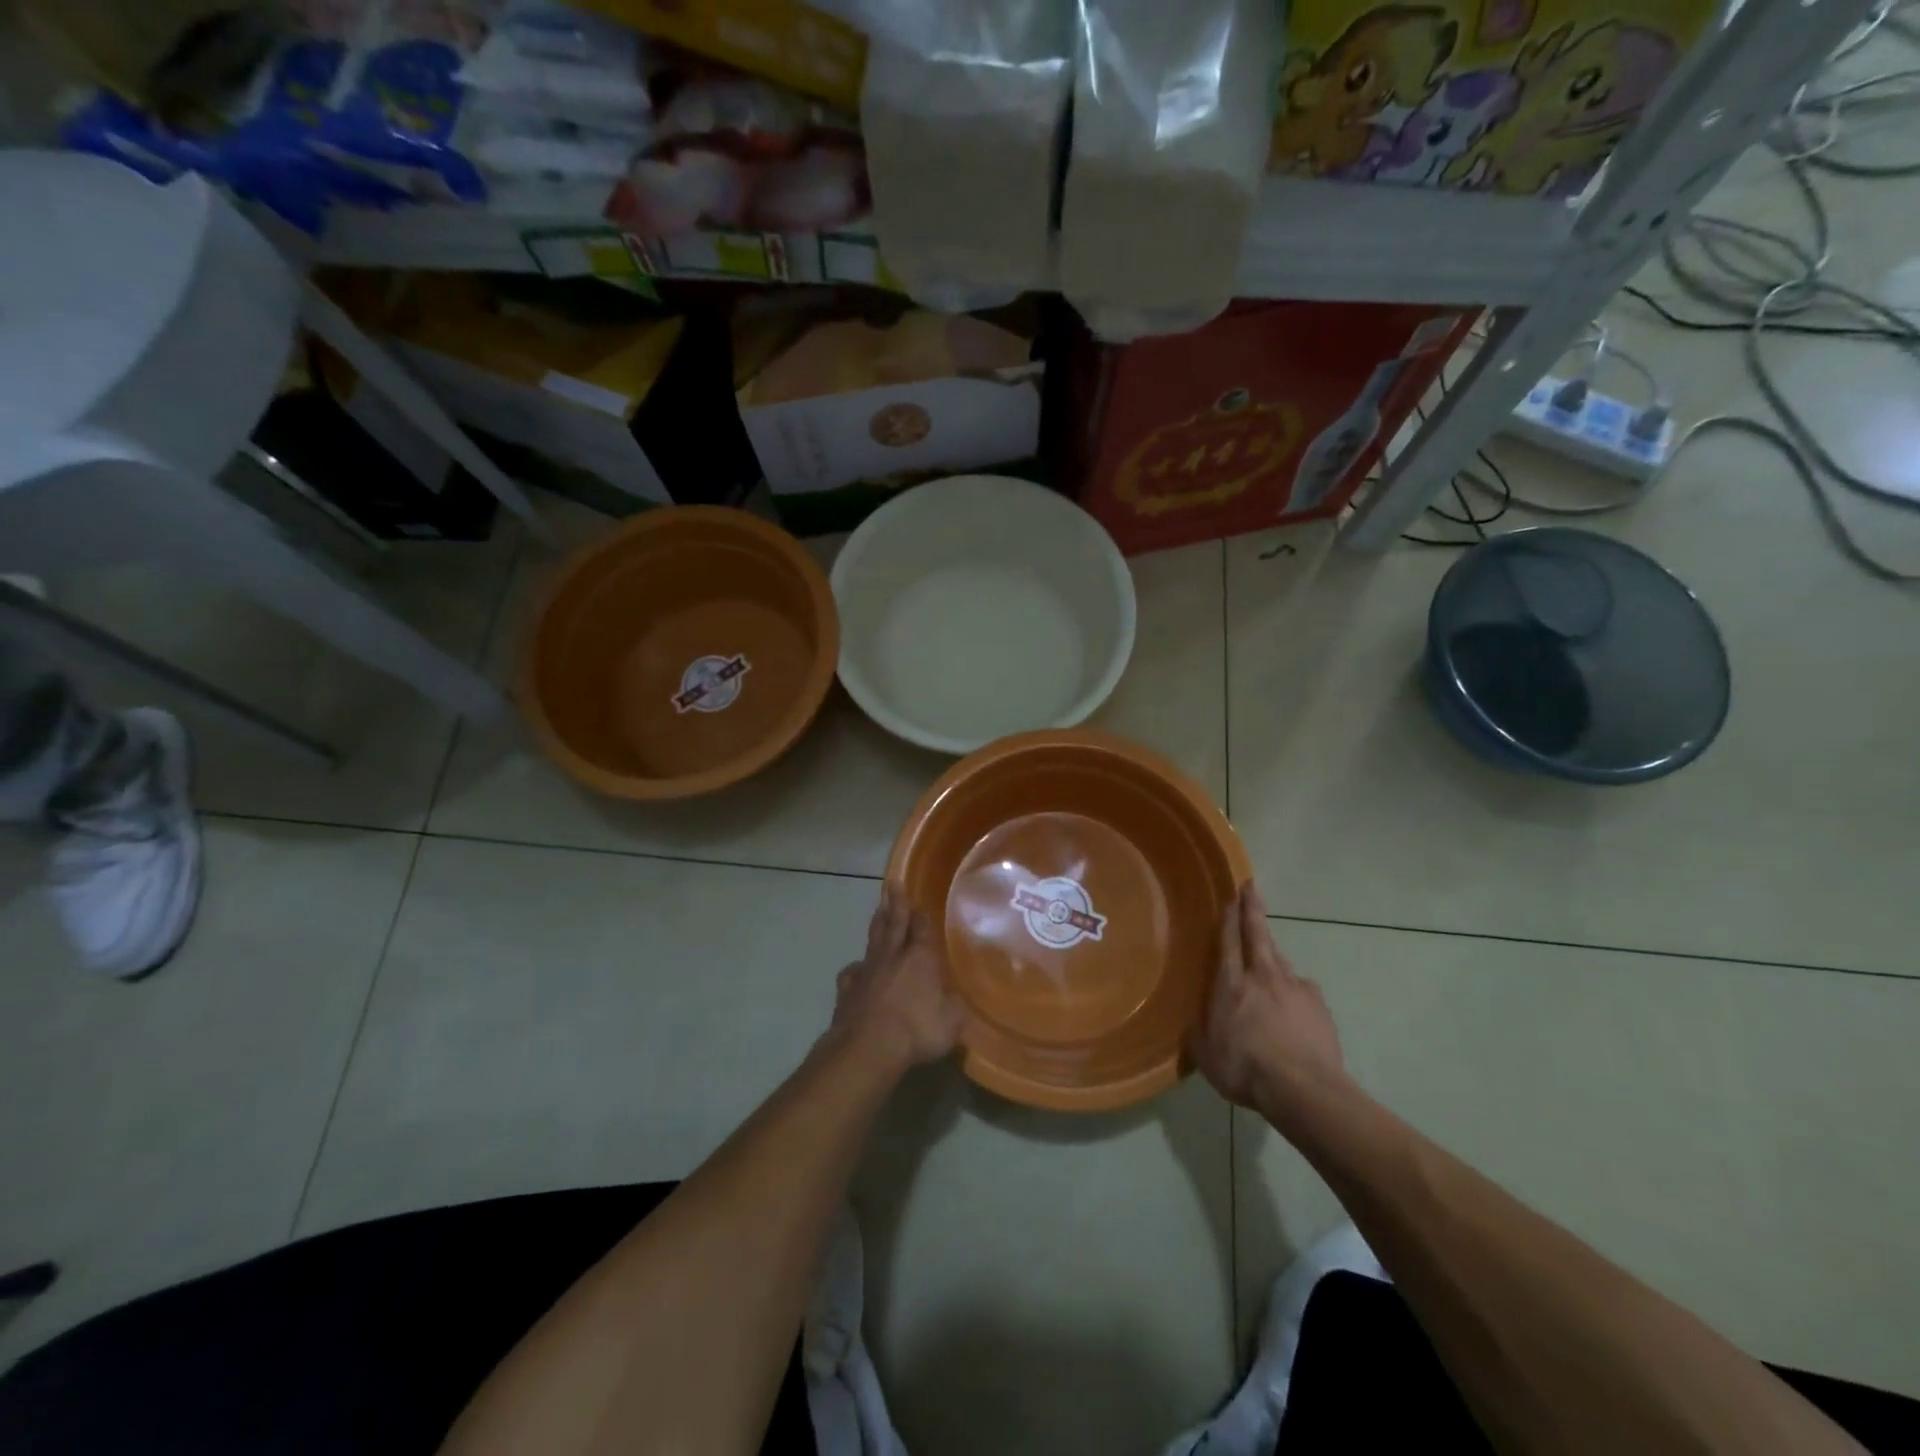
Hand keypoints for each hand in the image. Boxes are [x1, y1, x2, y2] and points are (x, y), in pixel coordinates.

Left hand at [830, 882, 964, 1070]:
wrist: (869, 1047)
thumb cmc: (917, 1030)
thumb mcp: (951, 1022)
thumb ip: (955, 1007)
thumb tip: (955, 999)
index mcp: (920, 958)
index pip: (922, 929)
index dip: (922, 916)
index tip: (920, 904)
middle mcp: (893, 957)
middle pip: (894, 923)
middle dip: (895, 902)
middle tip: (892, 883)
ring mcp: (867, 971)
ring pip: (873, 940)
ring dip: (877, 924)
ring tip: (879, 910)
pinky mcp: (848, 990)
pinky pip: (852, 973)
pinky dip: (855, 969)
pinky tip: (856, 970)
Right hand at [1194, 883, 1350, 1130]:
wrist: (1304, 1090)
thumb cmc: (1245, 1070)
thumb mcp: (1207, 1056)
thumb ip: (1199, 1033)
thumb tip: (1192, 1021)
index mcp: (1231, 984)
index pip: (1228, 941)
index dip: (1228, 917)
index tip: (1231, 895)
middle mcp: (1263, 976)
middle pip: (1258, 934)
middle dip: (1253, 909)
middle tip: (1252, 886)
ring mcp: (1295, 988)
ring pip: (1281, 960)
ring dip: (1272, 952)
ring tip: (1268, 953)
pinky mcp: (1319, 1006)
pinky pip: (1303, 990)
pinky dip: (1295, 990)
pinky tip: (1294, 1004)